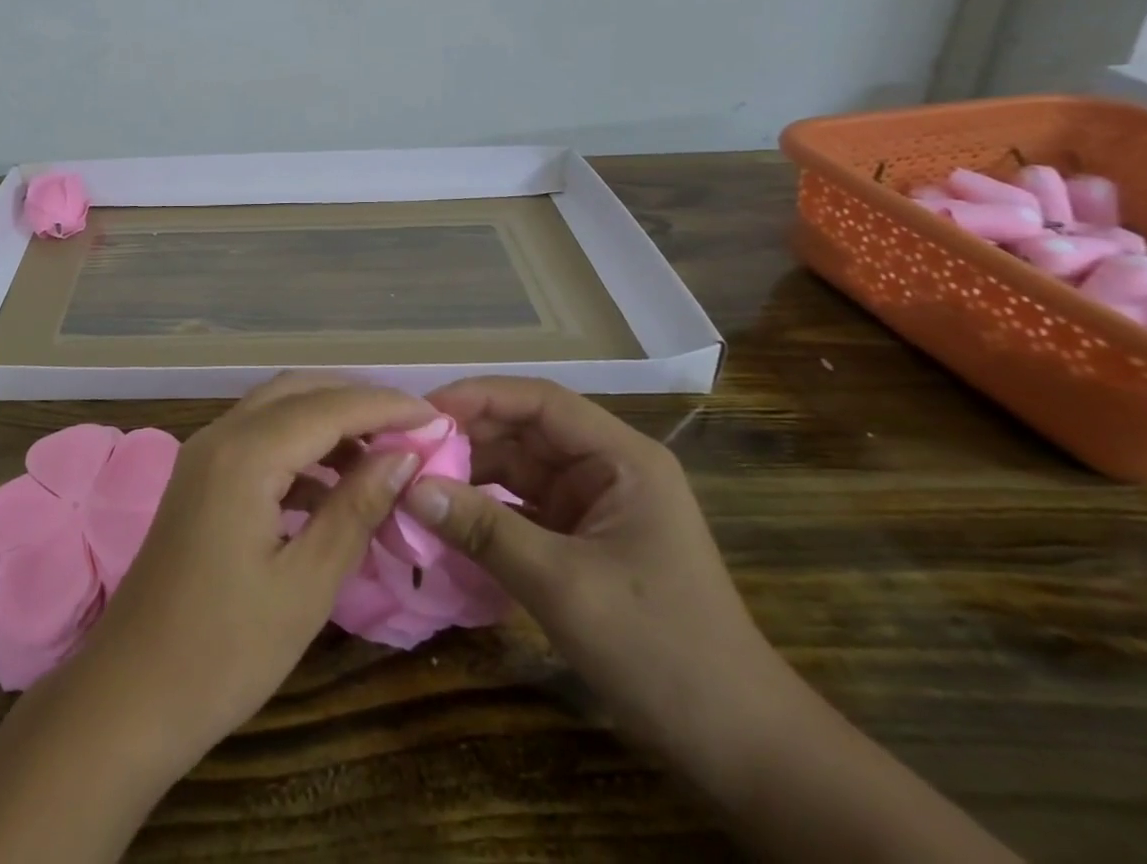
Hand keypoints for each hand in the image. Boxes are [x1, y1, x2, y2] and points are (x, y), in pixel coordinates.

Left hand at [69, 373, 433, 770]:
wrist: (131, 694)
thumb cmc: (225, 650)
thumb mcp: (307, 585)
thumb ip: (355, 509)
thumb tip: (402, 457)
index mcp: (245, 454)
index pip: (329, 408)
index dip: (386, 407)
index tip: (436, 418)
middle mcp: (221, 435)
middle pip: (299, 392)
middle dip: (357, 402)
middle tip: (411, 430)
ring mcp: (204, 453)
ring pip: (276, 410)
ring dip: (327, 421)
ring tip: (382, 456)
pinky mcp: (199, 476)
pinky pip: (257, 438)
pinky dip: (299, 446)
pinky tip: (331, 484)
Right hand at [401, 376, 773, 761]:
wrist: (740, 749)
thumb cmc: (661, 651)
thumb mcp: (564, 586)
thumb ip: (484, 530)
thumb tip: (410, 488)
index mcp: (621, 458)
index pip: (539, 401)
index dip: (478, 397)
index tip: (421, 412)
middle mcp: (606, 468)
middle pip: (524, 430)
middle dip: (466, 437)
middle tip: (406, 451)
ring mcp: (594, 504)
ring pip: (518, 467)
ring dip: (469, 473)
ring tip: (415, 481)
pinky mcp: (582, 539)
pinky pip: (521, 506)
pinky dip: (485, 509)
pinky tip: (445, 518)